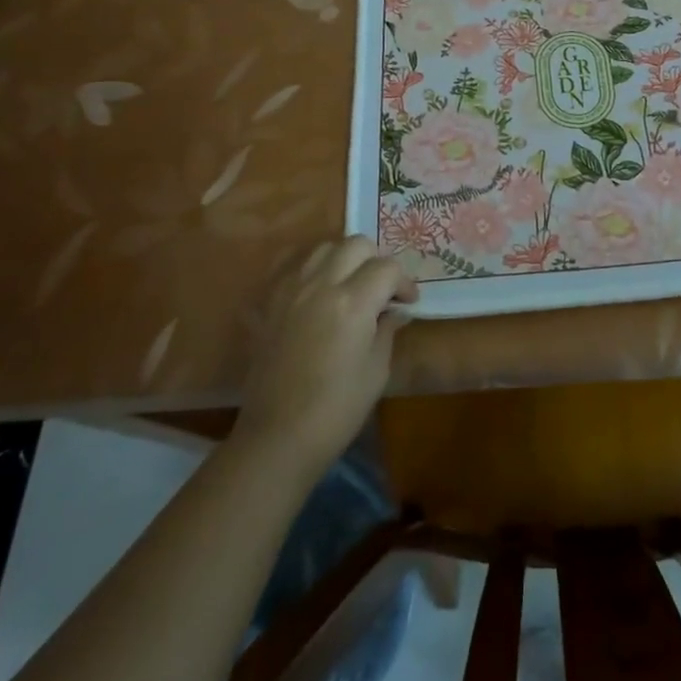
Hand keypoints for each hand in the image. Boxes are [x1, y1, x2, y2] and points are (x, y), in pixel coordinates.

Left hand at [233, 237, 417, 480]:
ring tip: (352, 284)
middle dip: (377, 260)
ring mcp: (292, 290)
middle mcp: (321, 284)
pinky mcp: (271, 303)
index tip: (408, 302)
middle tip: (384, 287)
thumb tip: (395, 311)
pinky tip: (321, 292)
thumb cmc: (337, 409)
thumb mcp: (376, 370)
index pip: (387, 268)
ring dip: (345, 258)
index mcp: (353, 302)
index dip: (404, 282)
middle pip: (356, 244)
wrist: (278, 436)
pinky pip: (296, 267)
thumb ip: (387, 330)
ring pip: (325, 248)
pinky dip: (315, 269)